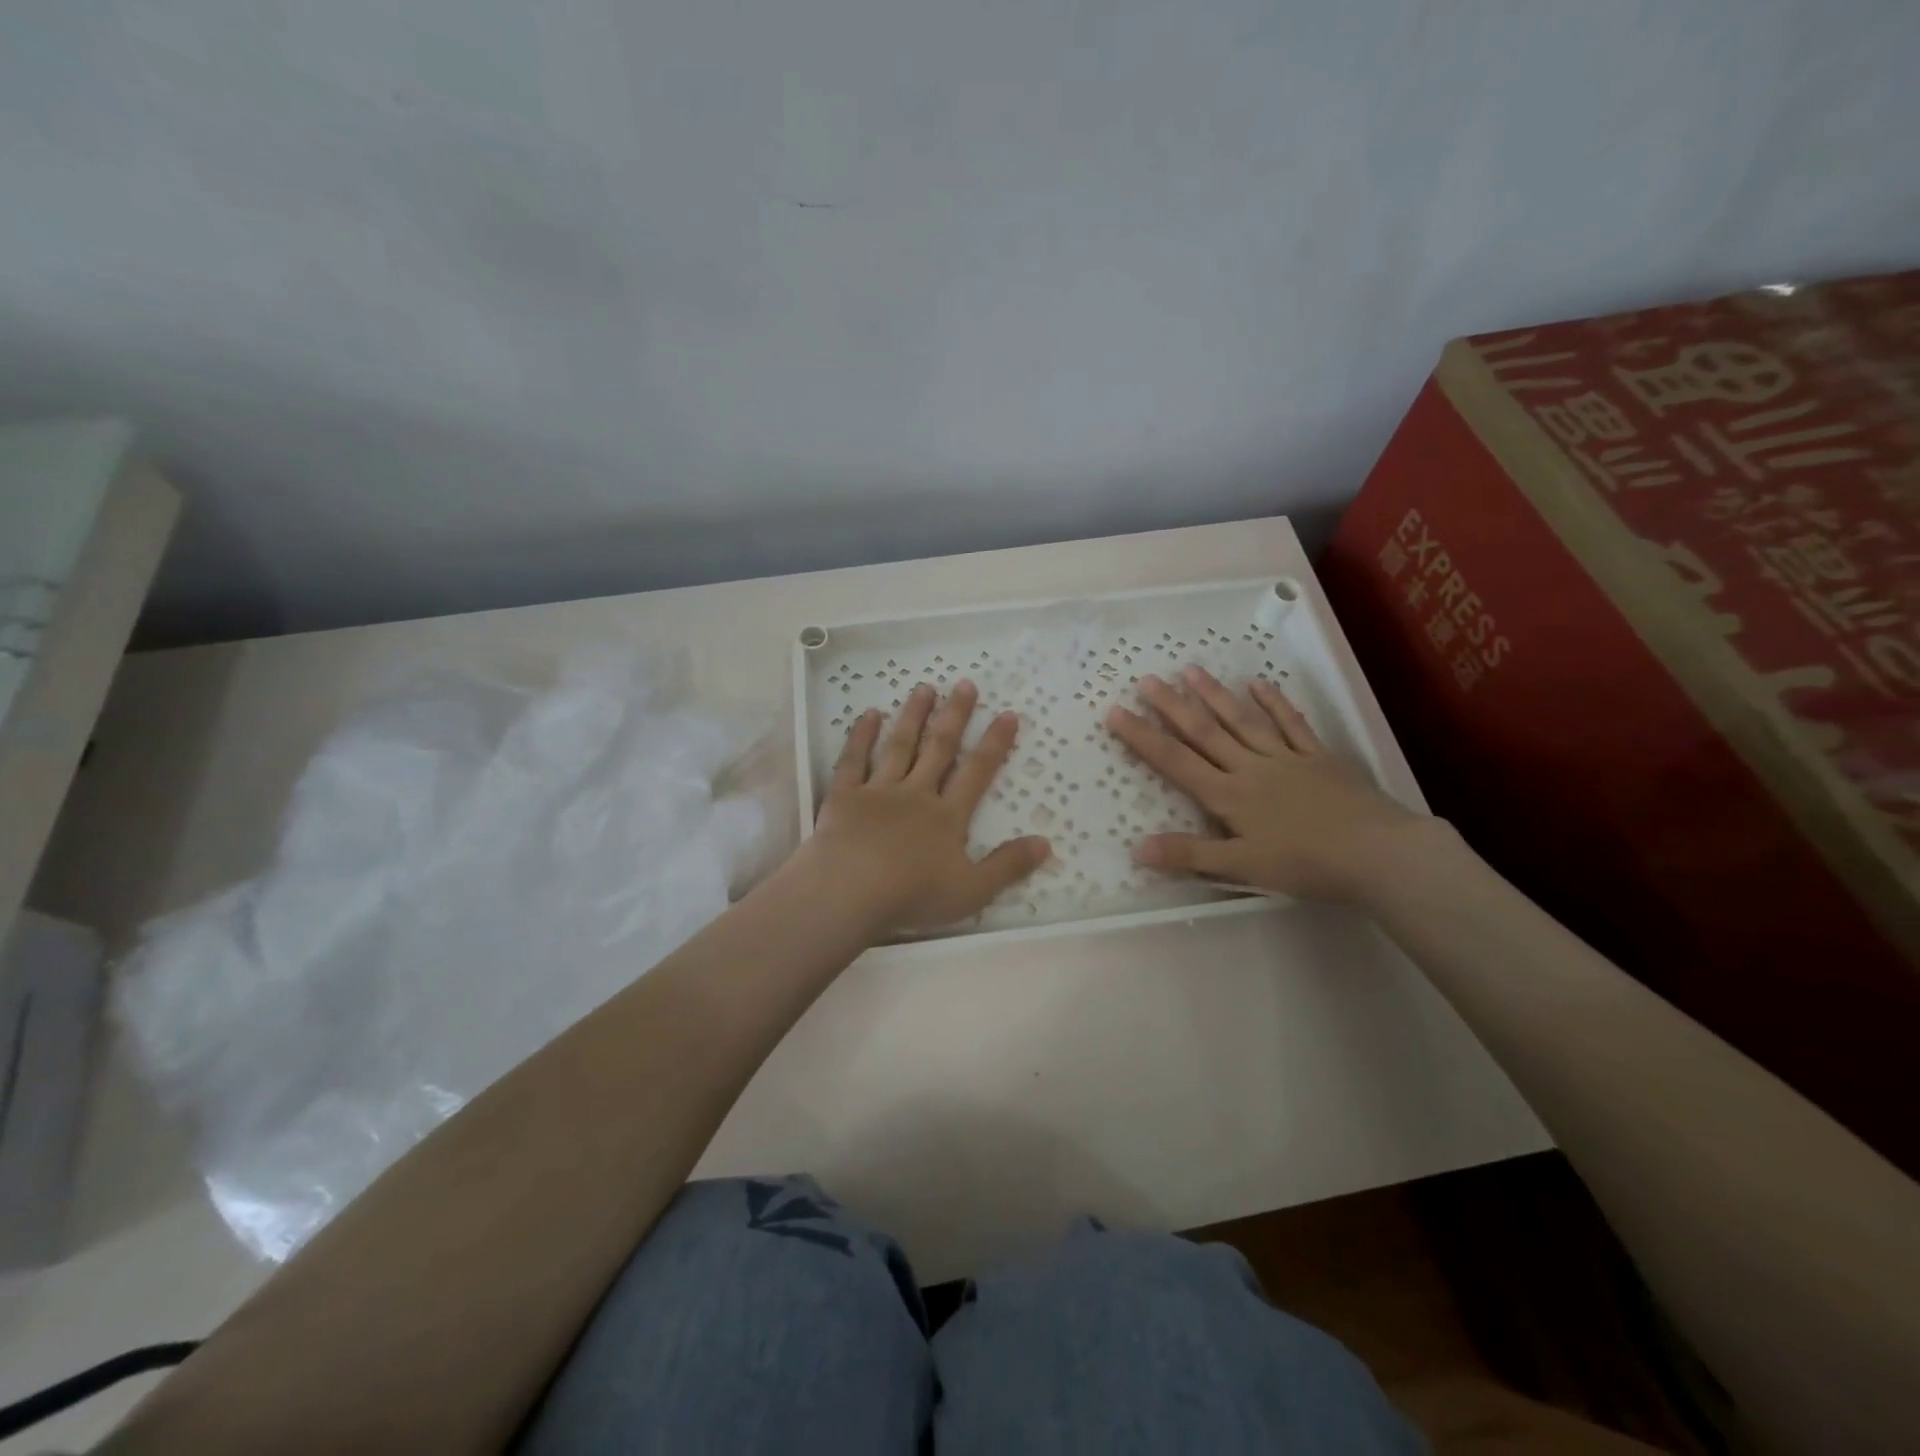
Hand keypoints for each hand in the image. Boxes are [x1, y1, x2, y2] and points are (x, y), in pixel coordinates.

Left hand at [808, 681, 1050, 934]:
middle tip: (965, 683)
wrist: (849, 893)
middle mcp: (916, 793)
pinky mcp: (844, 795)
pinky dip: (861, 735)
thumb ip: (1008, 866)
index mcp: (947, 816)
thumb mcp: (971, 891)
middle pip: (939, 748)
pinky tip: (870, 714)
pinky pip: (854, 759)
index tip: (1007, 714)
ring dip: (913, 715)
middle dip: (955, 716)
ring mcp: (878, 791)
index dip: (994, 743)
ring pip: (899, 746)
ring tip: (925, 688)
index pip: (977, 773)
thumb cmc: (912, 895)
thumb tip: (1047, 843)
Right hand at [1104, 666, 1431, 901]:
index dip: (1142, 737)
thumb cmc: (1305, 865)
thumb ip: (1190, 855)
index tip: (1116, 711)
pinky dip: (1274, 702)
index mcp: (1228, 795)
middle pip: (1204, 732)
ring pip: (1242, 720)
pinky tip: (1258, 684)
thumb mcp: (1241, 867)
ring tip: (1190, 670)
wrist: (1377, 853)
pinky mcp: (1318, 757)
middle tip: (1146, 679)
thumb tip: (1136, 848)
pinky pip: (1291, 724)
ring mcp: (1286, 758)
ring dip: (1214, 695)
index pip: (1175, 761)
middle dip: (1171, 706)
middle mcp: (1250, 767)